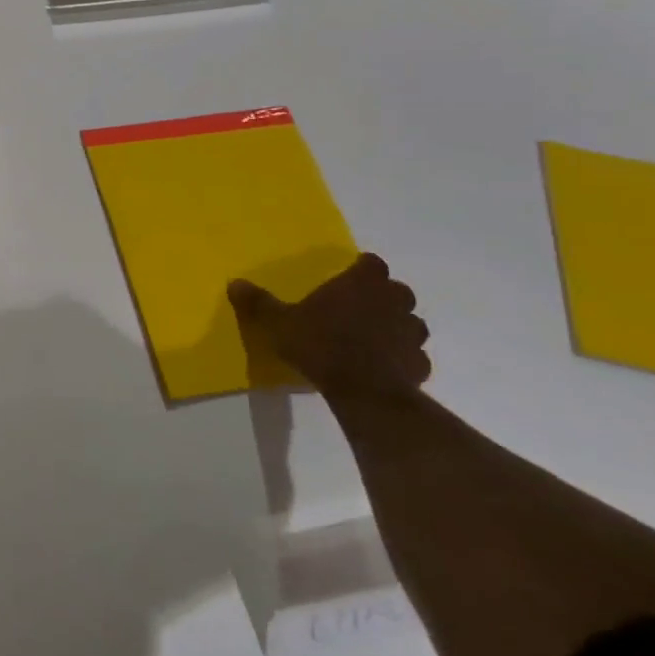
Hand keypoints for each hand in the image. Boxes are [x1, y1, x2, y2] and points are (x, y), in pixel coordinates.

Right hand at [228, 253, 431, 402]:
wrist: (364, 392)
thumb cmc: (321, 345)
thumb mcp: (278, 324)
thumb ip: (259, 303)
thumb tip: (235, 283)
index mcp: (362, 284)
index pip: (372, 263)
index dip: (362, 269)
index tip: (349, 277)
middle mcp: (393, 302)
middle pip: (397, 290)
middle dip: (383, 296)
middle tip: (359, 307)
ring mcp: (411, 334)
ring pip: (411, 322)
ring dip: (397, 325)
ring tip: (373, 337)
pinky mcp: (420, 364)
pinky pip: (414, 355)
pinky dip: (403, 357)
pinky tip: (384, 366)